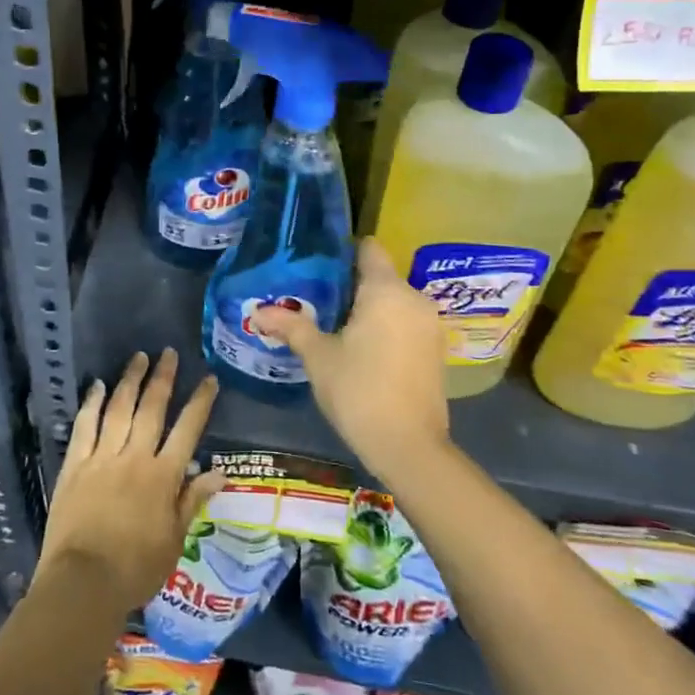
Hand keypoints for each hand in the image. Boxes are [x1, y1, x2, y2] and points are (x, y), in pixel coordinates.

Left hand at [38, 348, 227, 613]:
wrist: (83, 582)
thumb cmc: (135, 569)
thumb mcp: (174, 540)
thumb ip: (192, 501)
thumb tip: (218, 471)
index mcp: (163, 477)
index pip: (187, 430)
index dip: (199, 402)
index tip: (208, 379)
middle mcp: (134, 457)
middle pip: (152, 409)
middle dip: (163, 378)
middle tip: (168, 353)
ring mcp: (102, 457)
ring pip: (118, 409)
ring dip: (130, 381)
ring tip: (138, 357)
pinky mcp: (74, 465)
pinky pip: (84, 426)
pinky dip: (91, 404)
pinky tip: (96, 386)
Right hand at [249, 239, 450, 481]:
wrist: (408, 446)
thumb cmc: (358, 390)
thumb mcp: (318, 356)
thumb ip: (291, 326)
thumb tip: (258, 311)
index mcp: (386, 290)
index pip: (368, 248)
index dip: (343, 251)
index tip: (317, 264)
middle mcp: (414, 298)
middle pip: (380, 275)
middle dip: (350, 284)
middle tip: (315, 299)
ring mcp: (430, 324)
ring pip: (394, 301)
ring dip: (368, 308)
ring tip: (334, 324)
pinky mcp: (436, 349)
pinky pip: (405, 322)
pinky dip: (385, 326)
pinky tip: (361, 348)